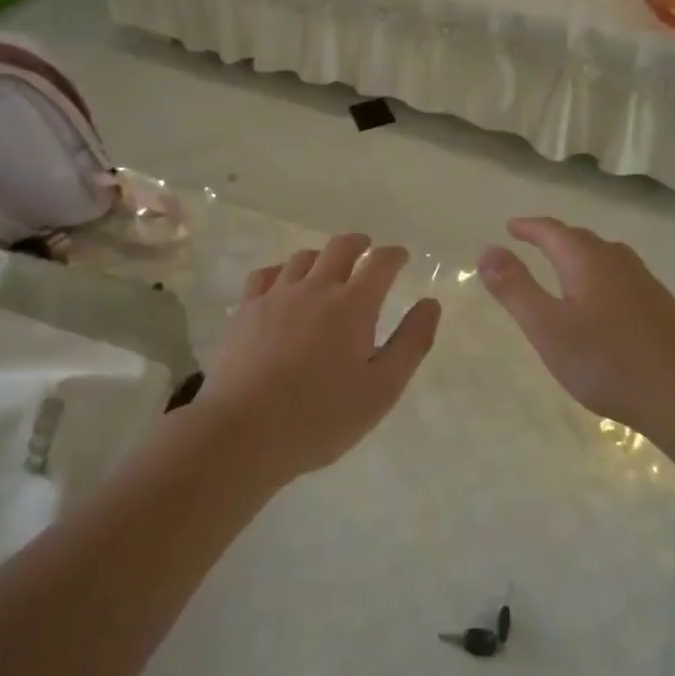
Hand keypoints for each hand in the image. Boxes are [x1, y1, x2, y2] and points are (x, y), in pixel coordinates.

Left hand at [198, 233, 442, 483]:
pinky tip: (283, 284)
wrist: (244, 431)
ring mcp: (276, 296)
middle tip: (367, 248)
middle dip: (359, 243)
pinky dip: (282, 270)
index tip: (400, 257)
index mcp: (353, 306)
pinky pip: (266, 274)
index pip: (380, 263)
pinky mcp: (246, 310)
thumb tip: (430, 303)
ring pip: (302, 258)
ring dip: (322, 256)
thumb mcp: (382, 389)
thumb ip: (411, 343)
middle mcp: (315, 288)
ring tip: (327, 268)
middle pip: (339, 248)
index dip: (394, 255)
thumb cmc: (321, 417)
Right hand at [478, 216, 674, 441]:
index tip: (511, 227)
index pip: (552, 231)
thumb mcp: (547, 327)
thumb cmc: (606, 361)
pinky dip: (600, 276)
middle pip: (581, 239)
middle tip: (533, 242)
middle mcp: (618, 262)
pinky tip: (602, 302)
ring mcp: (645, 283)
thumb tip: (488, 250)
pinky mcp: (661, 307)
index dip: (529, 227)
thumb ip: (515, 288)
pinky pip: (621, 277)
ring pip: (605, 257)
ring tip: (564, 267)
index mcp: (587, 260)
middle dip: (554, 238)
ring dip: (580, 255)